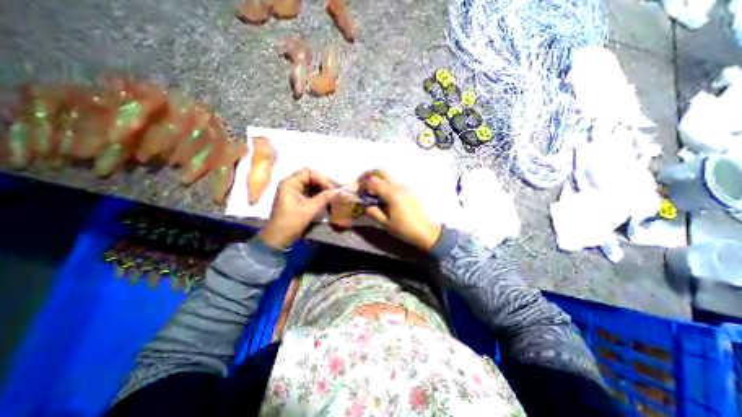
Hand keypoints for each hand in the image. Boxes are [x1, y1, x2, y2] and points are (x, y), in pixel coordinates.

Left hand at [257, 168, 333, 248]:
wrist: (278, 239)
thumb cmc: (291, 222)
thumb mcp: (309, 209)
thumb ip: (325, 198)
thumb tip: (339, 191)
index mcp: (290, 183)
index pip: (309, 173)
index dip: (323, 179)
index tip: (333, 189)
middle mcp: (291, 184)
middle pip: (311, 178)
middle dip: (324, 184)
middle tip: (336, 192)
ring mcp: (293, 192)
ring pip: (312, 186)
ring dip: (323, 190)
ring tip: (333, 197)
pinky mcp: (297, 200)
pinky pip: (310, 193)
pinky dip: (319, 196)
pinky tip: (327, 202)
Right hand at [359, 168, 439, 250]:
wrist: (426, 231)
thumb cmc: (405, 229)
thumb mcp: (386, 224)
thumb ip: (373, 212)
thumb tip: (366, 205)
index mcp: (391, 194)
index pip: (373, 182)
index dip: (363, 185)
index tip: (359, 192)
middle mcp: (398, 186)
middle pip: (381, 171)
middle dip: (368, 174)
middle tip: (362, 182)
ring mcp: (405, 186)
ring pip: (388, 176)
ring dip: (377, 179)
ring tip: (372, 191)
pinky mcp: (409, 190)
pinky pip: (394, 183)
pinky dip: (385, 184)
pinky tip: (384, 196)